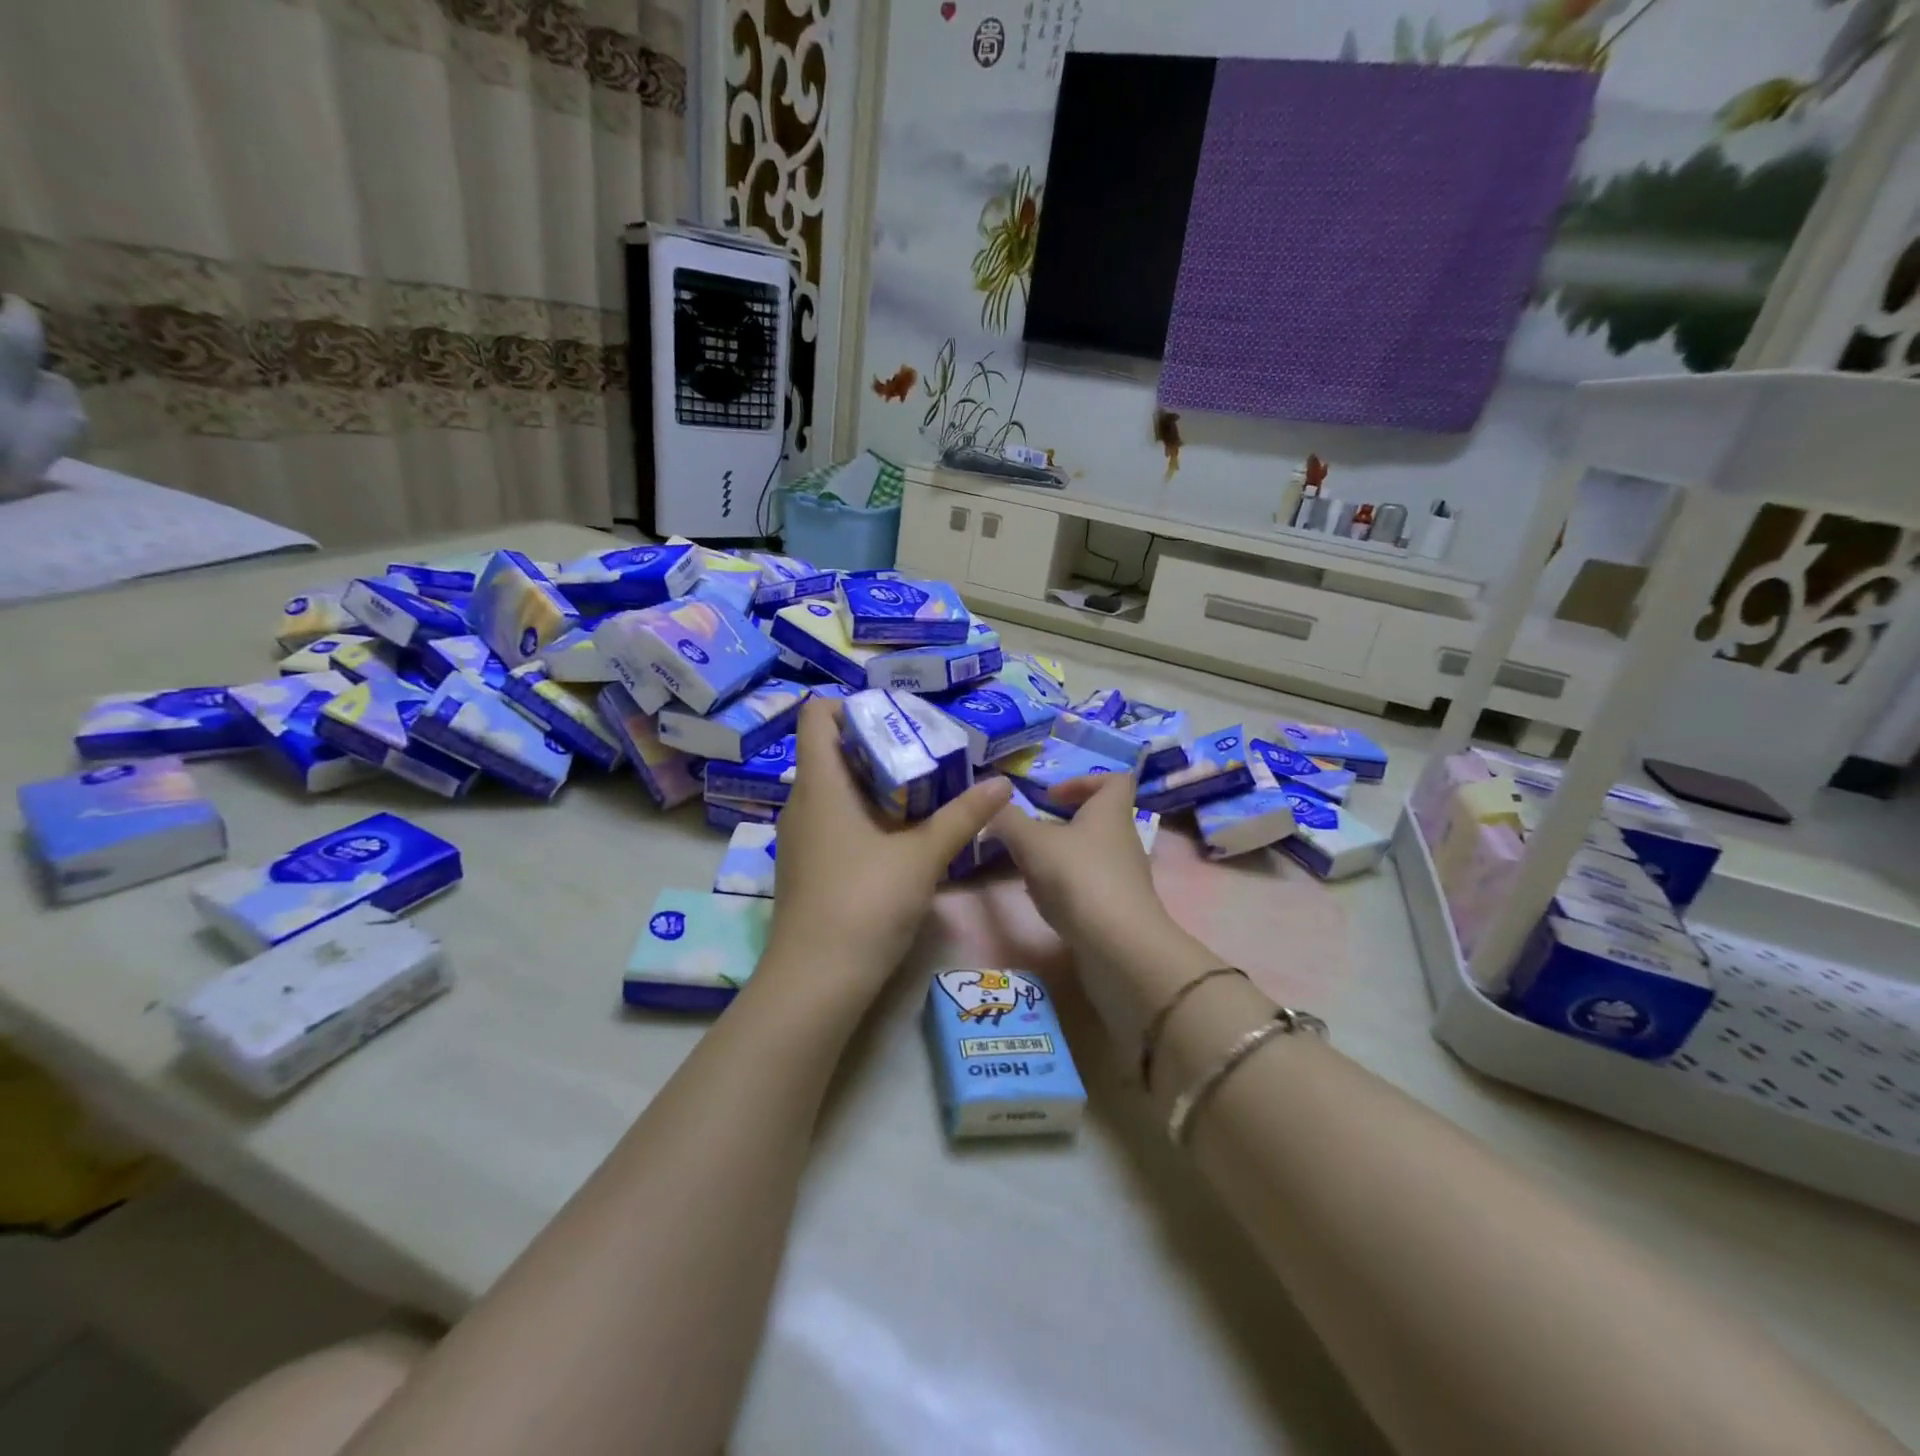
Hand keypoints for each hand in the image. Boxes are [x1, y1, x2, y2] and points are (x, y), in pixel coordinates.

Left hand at [766, 698, 1011, 992]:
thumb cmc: (865, 902)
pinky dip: (863, 813)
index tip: (896, 716)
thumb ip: (962, 817)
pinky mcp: (807, 866)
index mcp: (820, 785)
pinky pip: (832, 819)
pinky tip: (899, 832)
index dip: (851, 705)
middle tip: (925, 749)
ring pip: (833, 788)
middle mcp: (801, 803)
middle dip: (877, 744)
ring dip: (873, 782)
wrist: (817, 980)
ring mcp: (800, 837)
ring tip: (921, 788)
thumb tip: (1003, 784)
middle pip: (830, 751)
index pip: (816, 716)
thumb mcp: (922, 856)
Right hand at [988, 772, 1173, 957]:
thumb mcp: (1032, 842)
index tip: (1050, 797)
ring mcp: (1125, 877)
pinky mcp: (1121, 910)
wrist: (1120, 947)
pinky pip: (1091, 887)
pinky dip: (1067, 889)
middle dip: (1062, 824)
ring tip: (1029, 869)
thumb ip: (1008, 820)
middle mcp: (1124, 840)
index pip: (1114, 780)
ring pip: (1091, 855)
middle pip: (1098, 820)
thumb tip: (991, 802)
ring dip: (1061, 858)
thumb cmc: (1078, 878)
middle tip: (1031, 834)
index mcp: (1110, 813)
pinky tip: (1044, 901)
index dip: (1083, 781)